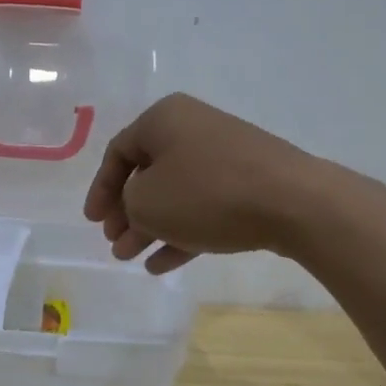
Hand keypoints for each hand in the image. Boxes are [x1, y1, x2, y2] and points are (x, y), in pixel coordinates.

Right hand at [83, 93, 314, 272]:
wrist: (293, 202)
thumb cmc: (206, 193)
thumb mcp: (147, 202)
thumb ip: (128, 205)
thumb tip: (139, 208)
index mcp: (164, 119)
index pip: (118, 152)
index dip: (100, 189)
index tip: (93, 222)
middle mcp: (193, 129)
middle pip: (148, 174)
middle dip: (127, 213)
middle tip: (115, 243)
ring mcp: (224, 157)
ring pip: (175, 194)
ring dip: (150, 227)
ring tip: (131, 259)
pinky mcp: (248, 184)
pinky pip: (204, 208)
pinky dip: (181, 233)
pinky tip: (163, 265)